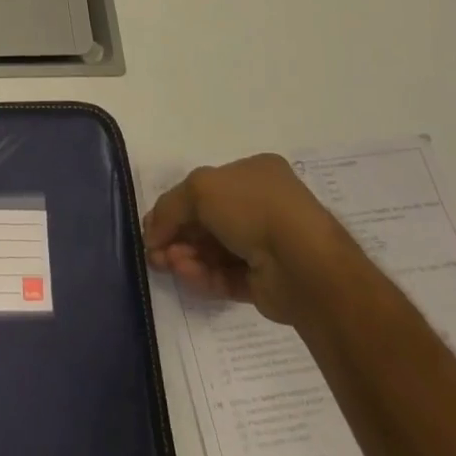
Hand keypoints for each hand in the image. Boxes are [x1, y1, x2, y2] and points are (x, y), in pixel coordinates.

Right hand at [143, 155, 343, 324]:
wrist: (302, 262)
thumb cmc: (252, 207)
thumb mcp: (199, 189)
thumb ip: (170, 207)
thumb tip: (152, 234)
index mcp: (254, 173)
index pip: (206, 187)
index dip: (176, 205)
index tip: (152, 225)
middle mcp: (262, 205)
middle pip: (207, 220)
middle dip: (177, 234)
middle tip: (153, 250)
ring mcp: (267, 244)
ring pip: (215, 250)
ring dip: (186, 255)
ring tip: (165, 264)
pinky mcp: (267, 282)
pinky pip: (227, 275)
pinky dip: (203, 275)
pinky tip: (184, 274)